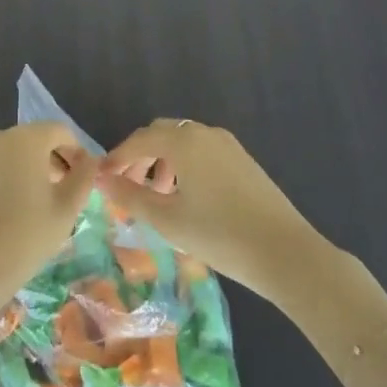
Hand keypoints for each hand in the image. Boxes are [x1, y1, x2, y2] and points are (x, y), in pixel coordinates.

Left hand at [0, 123, 95, 329]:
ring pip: (11, 156)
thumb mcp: (66, 209)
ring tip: (39, 208)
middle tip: (64, 195)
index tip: (84, 179)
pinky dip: (6, 183)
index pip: (60, 131)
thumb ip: (83, 178)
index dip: (77, 152)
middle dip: (53, 162)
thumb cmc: (25, 235)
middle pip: (34, 141)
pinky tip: (10, 215)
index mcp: (25, 139)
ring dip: (29, 172)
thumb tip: (90, 161)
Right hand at [98, 120, 330, 306]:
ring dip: (162, 160)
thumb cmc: (219, 235)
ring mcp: (228, 144)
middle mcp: (204, 133)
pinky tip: (187, 197)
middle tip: (127, 186)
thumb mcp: (167, 219)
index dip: (117, 157)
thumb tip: (102, 179)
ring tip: (157, 196)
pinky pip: (202, 151)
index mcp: (183, 140)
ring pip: (183, 142)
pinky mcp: (243, 160)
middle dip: (139, 156)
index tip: (101, 179)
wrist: (285, 253)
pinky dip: (185, 165)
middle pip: (161, 134)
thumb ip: (130, 196)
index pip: (139, 139)